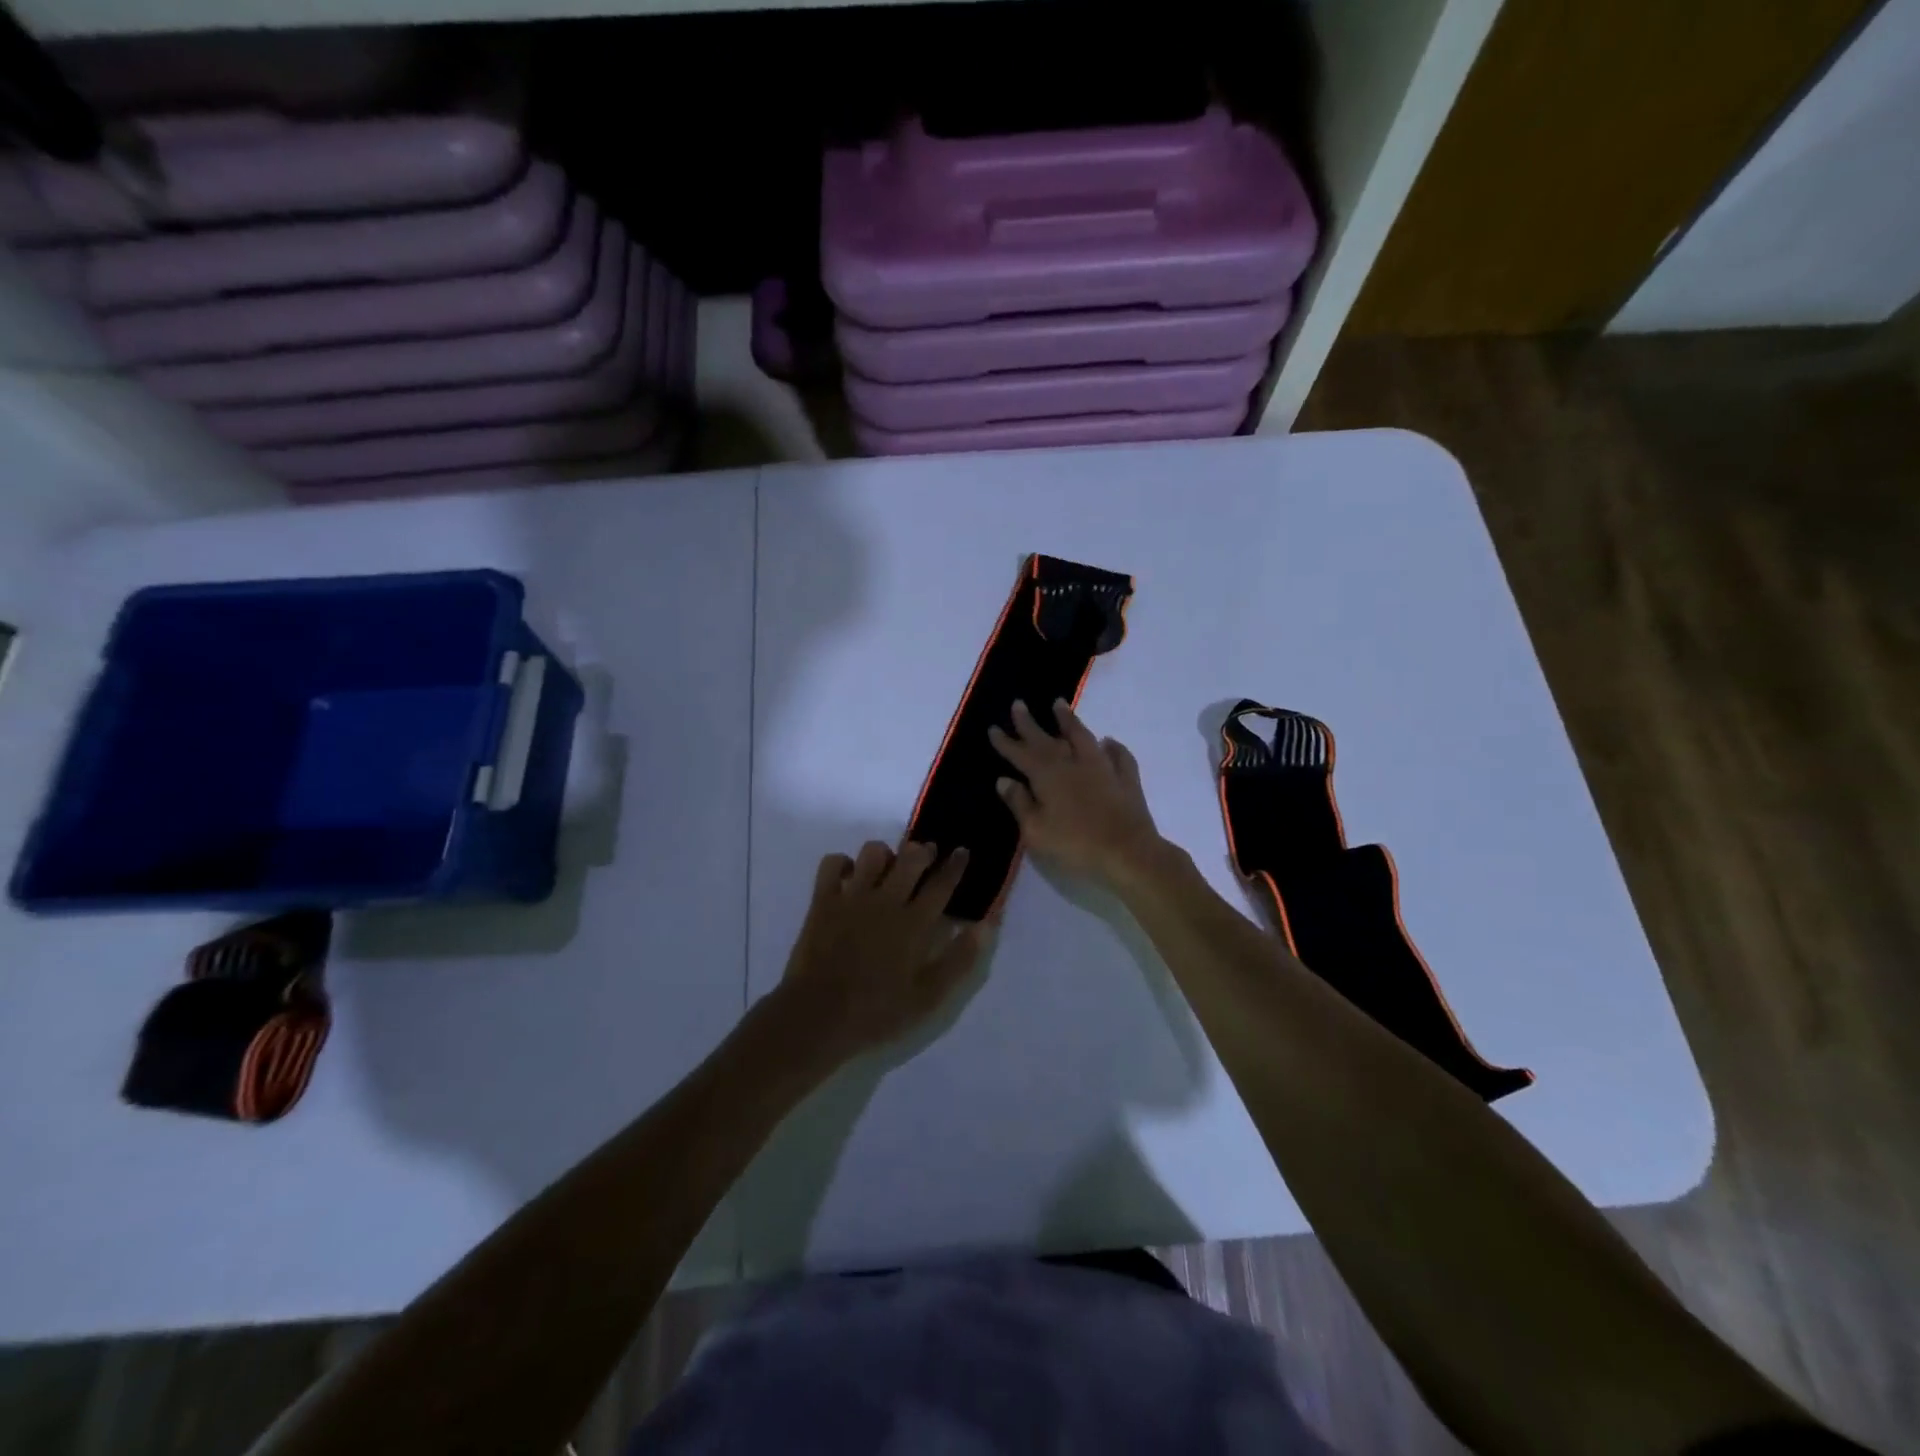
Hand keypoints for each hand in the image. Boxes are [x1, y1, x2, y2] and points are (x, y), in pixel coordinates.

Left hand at [776, 839, 988, 1063]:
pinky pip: (833, 862)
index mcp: (914, 923)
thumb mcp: (929, 997)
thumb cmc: (877, 1012)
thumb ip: (960, 959)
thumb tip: (986, 925)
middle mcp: (886, 900)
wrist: (818, 1017)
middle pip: (911, 858)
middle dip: (924, 850)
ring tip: (888, 868)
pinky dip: (843, 864)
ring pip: (873, 853)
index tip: (963, 851)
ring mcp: (852, 897)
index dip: (956, 865)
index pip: (942, 884)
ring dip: (885, 855)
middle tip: (928, 856)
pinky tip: (849, 877)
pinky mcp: (823, 900)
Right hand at [988, 699, 1164, 884]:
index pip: (1021, 754)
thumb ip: (1019, 803)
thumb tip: (1004, 780)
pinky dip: (1112, 746)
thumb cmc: (1075, 845)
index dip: (1006, 742)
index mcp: (1047, 776)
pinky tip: (1108, 742)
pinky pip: (1118, 755)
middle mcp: (1073, 763)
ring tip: (1059, 704)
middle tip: (1018, 704)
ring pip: (1082, 737)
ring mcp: (1103, 768)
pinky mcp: (1126, 779)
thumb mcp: (1036, 831)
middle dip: (1029, 723)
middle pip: (1047, 739)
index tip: (993, 727)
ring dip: (1069, 720)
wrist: (1128, 853)